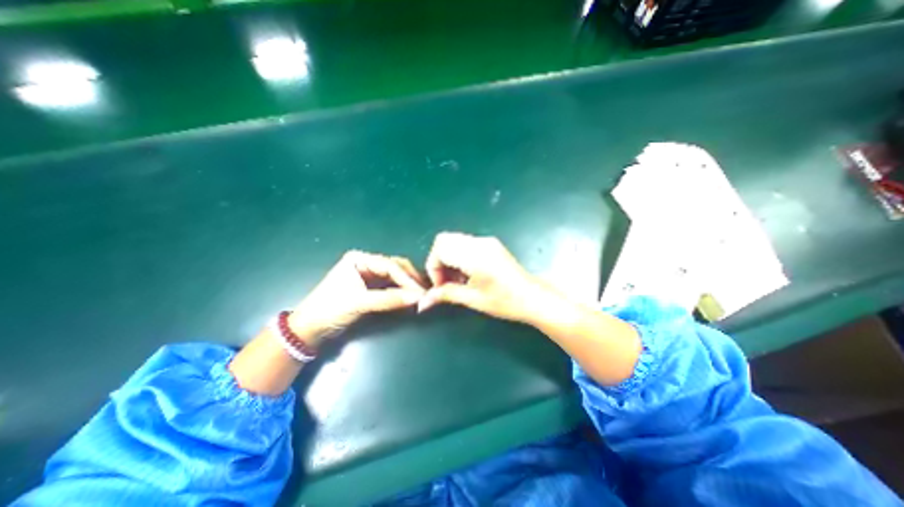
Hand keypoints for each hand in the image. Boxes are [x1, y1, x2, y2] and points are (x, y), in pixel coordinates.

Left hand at [291, 252, 427, 345]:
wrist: (308, 329)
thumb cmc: (330, 310)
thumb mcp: (360, 303)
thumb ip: (390, 300)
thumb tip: (418, 298)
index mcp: (359, 259)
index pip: (390, 266)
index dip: (407, 279)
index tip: (421, 291)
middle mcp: (366, 263)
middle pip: (395, 268)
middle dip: (410, 279)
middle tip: (425, 291)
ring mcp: (368, 275)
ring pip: (394, 276)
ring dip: (407, 285)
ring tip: (421, 294)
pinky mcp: (370, 287)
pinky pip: (390, 286)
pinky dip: (400, 292)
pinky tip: (409, 297)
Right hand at [417, 232, 555, 322]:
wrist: (533, 297)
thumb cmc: (505, 301)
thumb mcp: (473, 299)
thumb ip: (446, 294)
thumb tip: (423, 301)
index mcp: (475, 255)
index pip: (440, 248)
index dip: (433, 267)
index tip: (440, 286)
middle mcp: (479, 242)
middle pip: (444, 240)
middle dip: (438, 261)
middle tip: (445, 282)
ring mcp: (486, 241)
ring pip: (454, 241)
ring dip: (448, 259)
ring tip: (457, 280)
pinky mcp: (490, 244)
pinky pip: (465, 244)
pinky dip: (458, 257)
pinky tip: (467, 274)